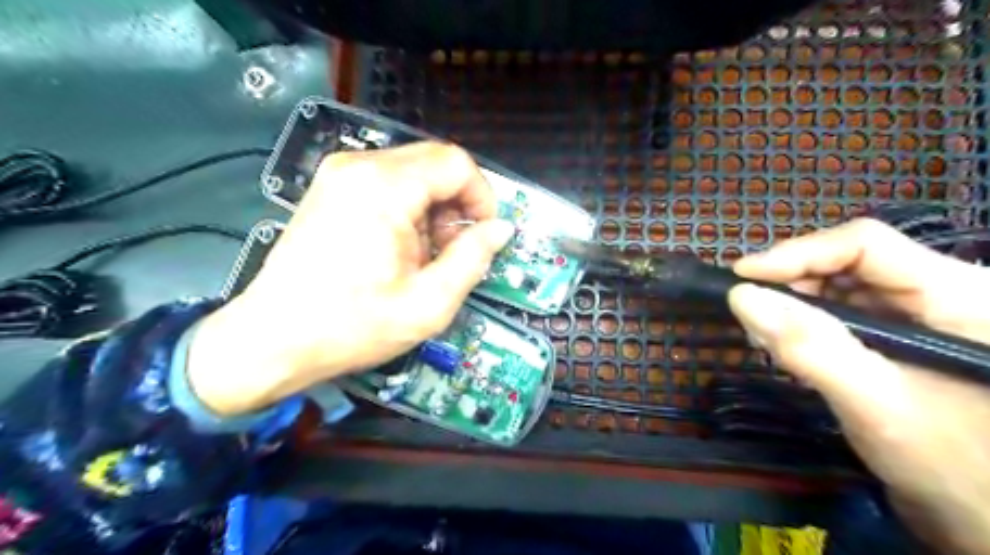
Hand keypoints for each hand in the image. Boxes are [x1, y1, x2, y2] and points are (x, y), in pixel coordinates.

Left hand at [181, 144, 518, 416]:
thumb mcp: (428, 304)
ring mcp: (340, 174)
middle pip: (435, 163)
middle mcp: (360, 166)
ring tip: (423, 256)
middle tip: (451, 250)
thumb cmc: (351, 326)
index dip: (482, 197)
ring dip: (433, 209)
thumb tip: (500, 229)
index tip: (483, 235)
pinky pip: (389, 183)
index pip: (456, 164)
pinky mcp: (331, 188)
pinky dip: (408, 209)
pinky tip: (398, 248)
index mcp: (384, 188)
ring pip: (414, 173)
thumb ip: (473, 259)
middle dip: (457, 204)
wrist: (272, 339)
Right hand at [725, 219, 989, 552]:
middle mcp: (941, 292)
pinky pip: (842, 314)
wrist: (985, 521)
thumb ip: (810, 347)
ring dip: (794, 304)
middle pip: (849, 262)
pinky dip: (805, 325)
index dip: (797, 254)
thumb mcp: (876, 404)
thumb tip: (740, 297)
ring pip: (841, 287)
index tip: (741, 277)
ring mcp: (920, 316)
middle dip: (791, 283)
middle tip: (748, 310)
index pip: (864, 245)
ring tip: (763, 334)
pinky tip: (786, 345)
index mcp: (959, 294)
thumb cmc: (954, 467)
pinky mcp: (900, 338)